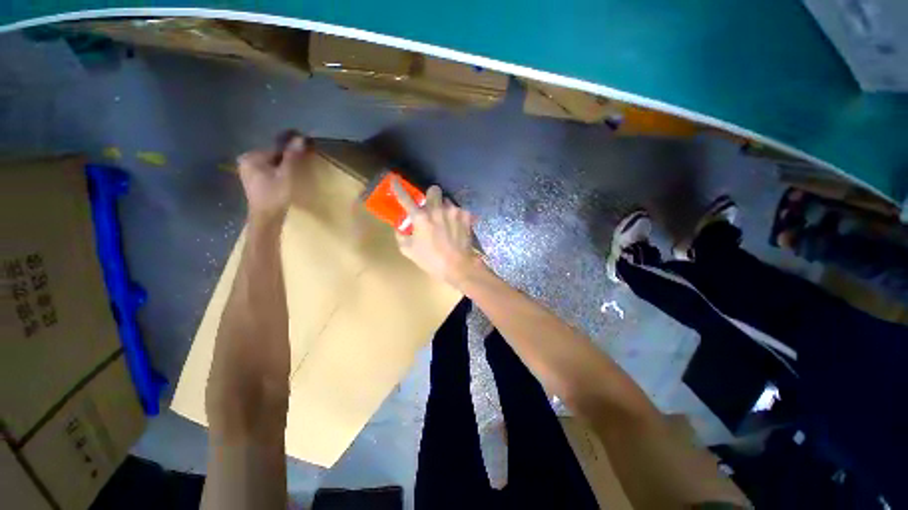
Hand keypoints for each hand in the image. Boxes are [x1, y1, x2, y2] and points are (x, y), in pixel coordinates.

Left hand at [237, 134, 306, 222]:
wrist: (266, 218)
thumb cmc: (275, 196)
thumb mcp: (286, 175)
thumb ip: (292, 156)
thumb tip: (301, 138)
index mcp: (251, 157)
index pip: (276, 149)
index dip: (291, 152)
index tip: (304, 154)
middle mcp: (246, 161)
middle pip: (273, 156)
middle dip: (286, 159)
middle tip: (301, 165)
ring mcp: (248, 171)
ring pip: (271, 164)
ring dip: (283, 166)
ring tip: (295, 172)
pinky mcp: (253, 180)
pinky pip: (268, 170)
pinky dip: (277, 172)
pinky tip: (285, 179)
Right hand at [392, 180, 480, 285]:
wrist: (457, 266)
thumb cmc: (430, 260)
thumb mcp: (408, 250)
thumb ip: (401, 235)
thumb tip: (400, 227)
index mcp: (420, 217)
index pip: (405, 198)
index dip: (398, 188)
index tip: (394, 179)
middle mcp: (437, 209)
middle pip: (434, 189)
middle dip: (431, 195)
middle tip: (431, 207)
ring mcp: (453, 211)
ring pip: (447, 201)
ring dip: (444, 208)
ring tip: (445, 222)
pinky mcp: (466, 216)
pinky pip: (459, 211)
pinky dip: (456, 217)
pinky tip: (456, 227)